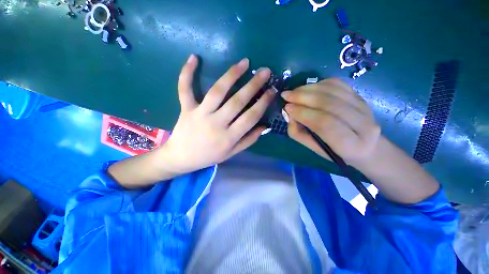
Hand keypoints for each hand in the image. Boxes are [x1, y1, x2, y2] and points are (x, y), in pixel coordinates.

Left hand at [159, 55, 274, 174]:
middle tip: (265, 72)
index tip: (272, 91)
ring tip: (244, 63)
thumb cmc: (209, 156)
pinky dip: (187, 73)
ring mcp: (199, 114)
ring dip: (231, 75)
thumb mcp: (232, 153)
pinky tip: (194, 58)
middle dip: (253, 85)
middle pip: (237, 101)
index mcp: (229, 137)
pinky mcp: (186, 108)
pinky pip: (185, 89)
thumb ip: (249, 140)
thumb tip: (264, 126)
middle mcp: (216, 124)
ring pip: (217, 91)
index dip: (263, 102)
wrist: (182, 158)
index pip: (251, 117)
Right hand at [281, 78, 380, 169]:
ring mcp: (364, 107)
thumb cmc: (335, 151)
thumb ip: (298, 133)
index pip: (325, 124)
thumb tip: (290, 113)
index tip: (287, 108)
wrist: (366, 146)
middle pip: (330, 104)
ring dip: (309, 88)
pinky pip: (339, 84)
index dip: (303, 113)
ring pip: (334, 91)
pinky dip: (319, 84)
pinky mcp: (361, 97)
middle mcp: (363, 125)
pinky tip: (308, 88)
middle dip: (303, 97)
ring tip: (294, 92)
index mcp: (350, 145)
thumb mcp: (313, 148)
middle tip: (286, 95)